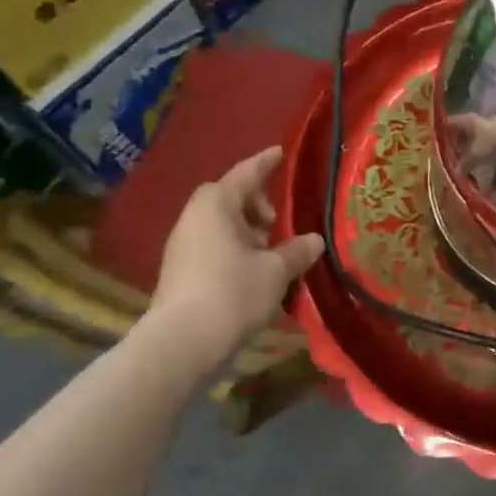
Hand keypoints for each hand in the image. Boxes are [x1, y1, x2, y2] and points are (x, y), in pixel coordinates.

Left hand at [150, 147, 324, 370]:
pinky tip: (255, 272)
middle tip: (279, 222)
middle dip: (256, 204)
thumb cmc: (233, 293)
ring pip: (221, 225)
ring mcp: (183, 246)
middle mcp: (195, 219)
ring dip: (247, 231)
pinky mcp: (181, 272)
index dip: (265, 163)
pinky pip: (214, 247)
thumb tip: (314, 240)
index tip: (279, 152)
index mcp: (216, 206)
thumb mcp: (276, 271)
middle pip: (229, 198)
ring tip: (272, 252)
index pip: (246, 174)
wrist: (182, 343)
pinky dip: (235, 250)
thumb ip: (297, 251)